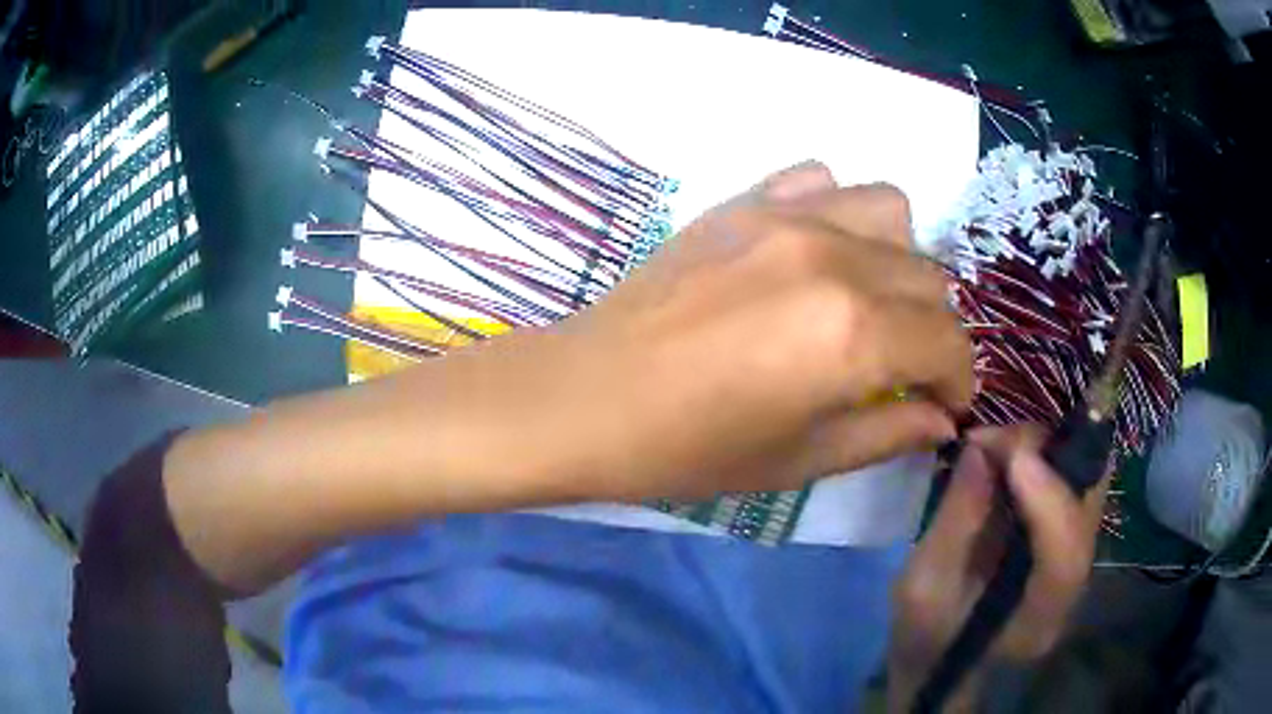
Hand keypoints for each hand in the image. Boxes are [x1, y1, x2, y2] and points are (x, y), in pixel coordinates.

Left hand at [459, 162, 973, 500]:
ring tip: (866, 302)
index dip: (959, 381)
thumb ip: (886, 434)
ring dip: (897, 261)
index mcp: (853, 334)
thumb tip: (941, 421)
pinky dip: (838, 212)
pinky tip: (814, 253)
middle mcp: (835, 257)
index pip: (949, 343)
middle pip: (931, 279)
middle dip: (932, 332)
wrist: (584, 398)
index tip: (943, 405)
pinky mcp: (744, 199)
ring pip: (892, 211)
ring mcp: (787, 215)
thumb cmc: (687, 450)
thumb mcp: (799, 461)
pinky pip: (822, 180)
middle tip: (901, 368)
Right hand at [888, 426, 1109, 710]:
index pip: (1065, 562)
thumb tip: (980, 449)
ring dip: (1049, 449)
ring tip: (999, 444)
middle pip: (1087, 509)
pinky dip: (1048, 454)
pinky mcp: (1070, 534)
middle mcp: (1072, 588)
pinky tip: (1011, 453)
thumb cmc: (925, 636)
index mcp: (1035, 624)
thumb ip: (955, 523)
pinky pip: (1074, 479)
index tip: (1013, 457)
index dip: (1050, 503)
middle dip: (1051, 459)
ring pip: (1087, 483)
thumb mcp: (922, 589)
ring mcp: (1077, 557)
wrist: (943, 658)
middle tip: (998, 440)